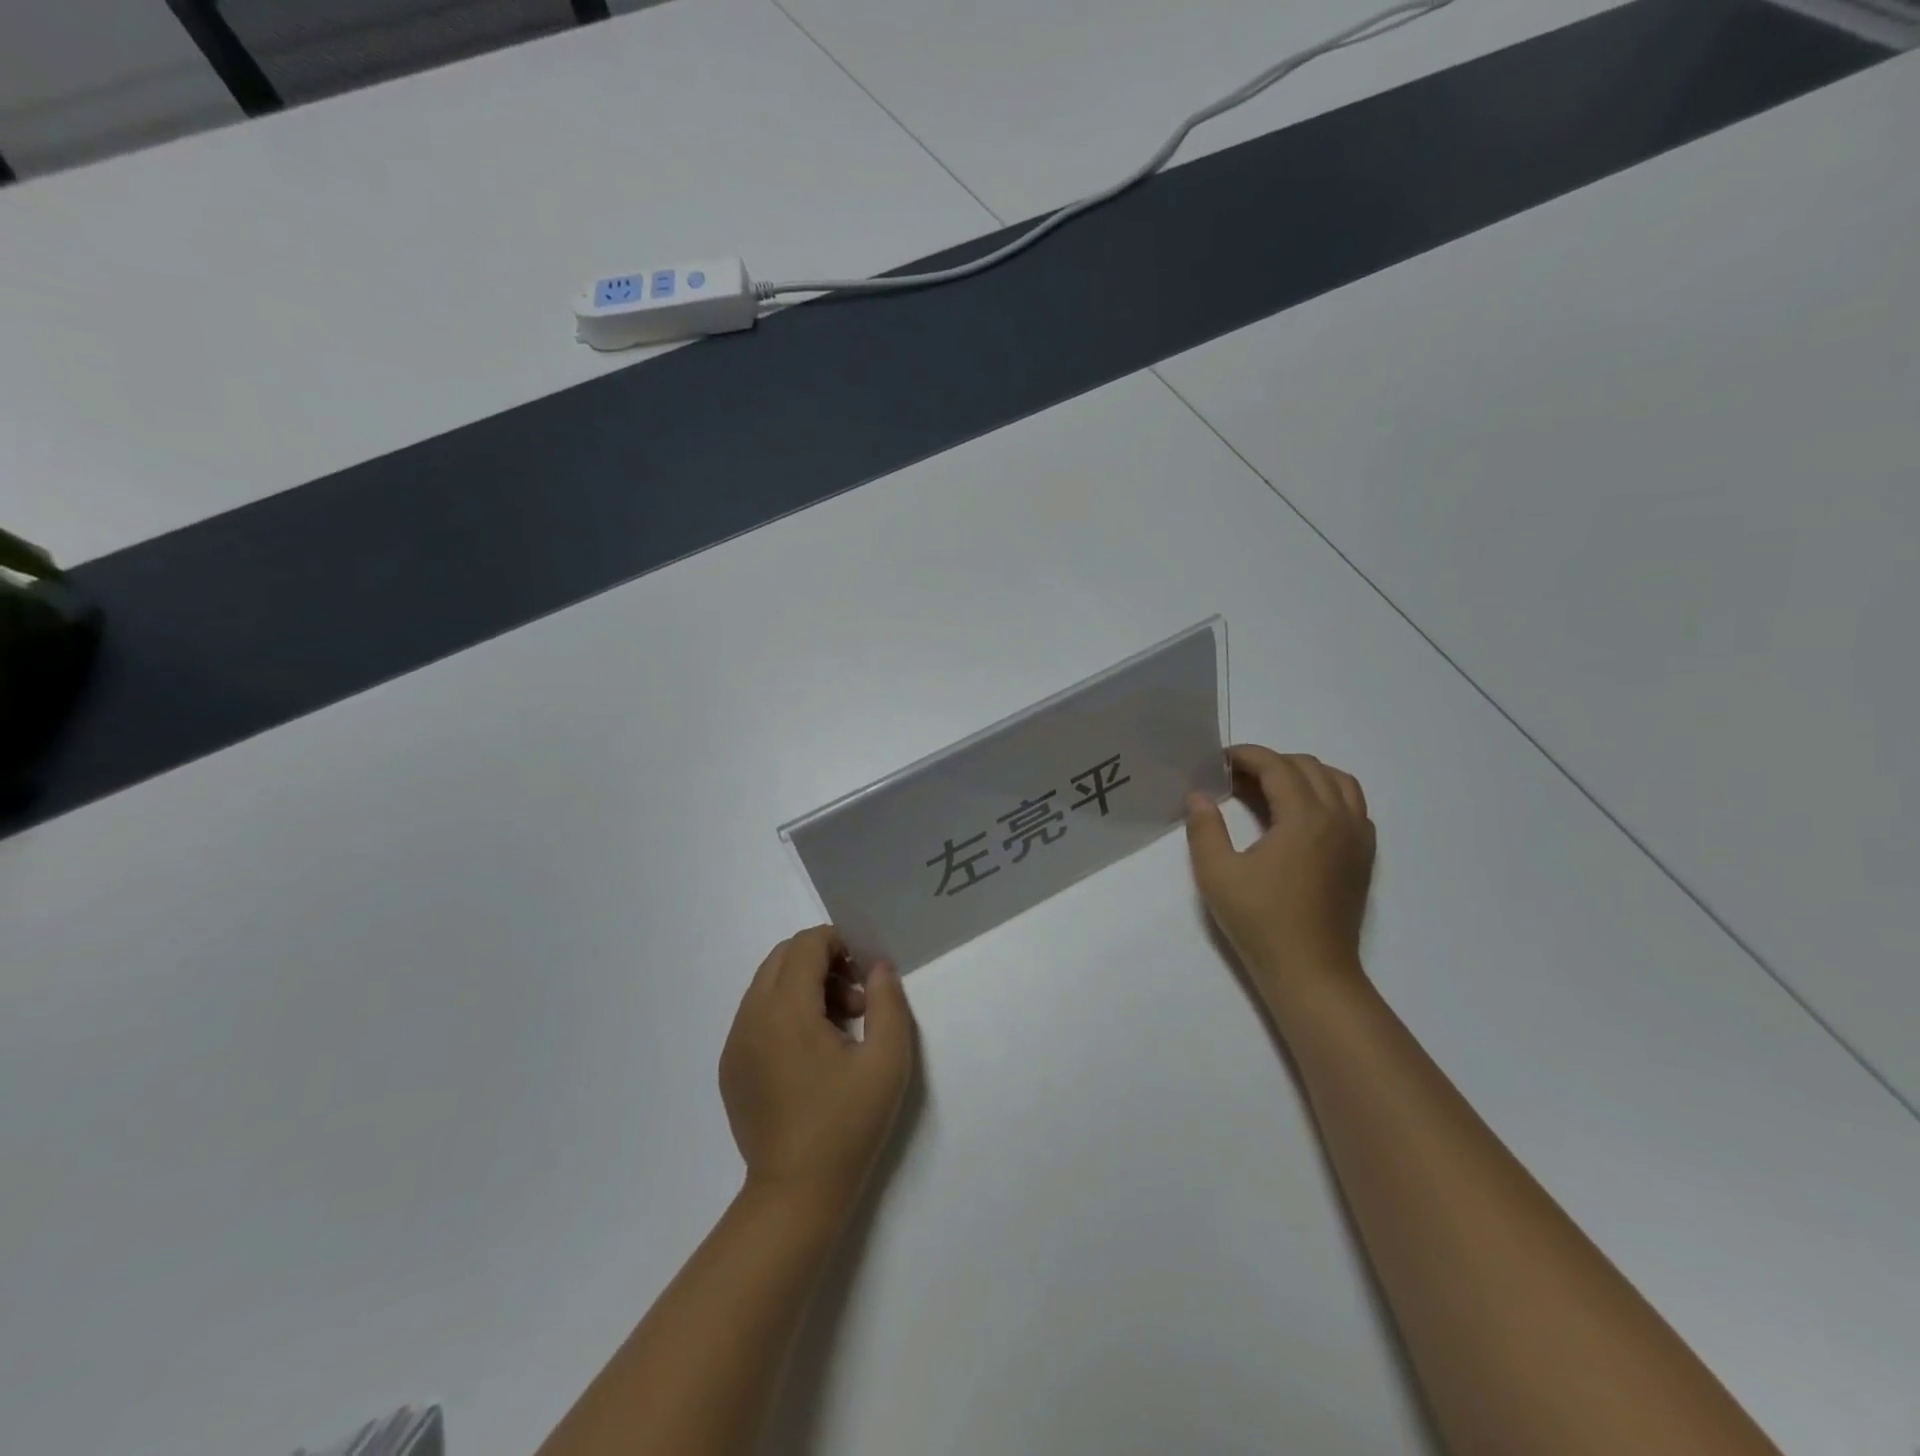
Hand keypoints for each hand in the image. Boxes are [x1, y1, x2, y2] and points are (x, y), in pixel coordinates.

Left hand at [718, 926, 915, 1218]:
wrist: (795, 1194)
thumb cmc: (847, 1125)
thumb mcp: (887, 1061)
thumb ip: (888, 1002)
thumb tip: (878, 967)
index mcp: (786, 1010)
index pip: (806, 944)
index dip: (839, 943)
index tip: (865, 974)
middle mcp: (751, 1017)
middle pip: (782, 957)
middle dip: (822, 962)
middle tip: (855, 1001)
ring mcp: (734, 1043)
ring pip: (767, 984)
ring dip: (803, 986)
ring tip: (837, 1029)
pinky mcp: (730, 1066)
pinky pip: (756, 1014)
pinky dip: (784, 1012)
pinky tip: (810, 1054)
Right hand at [1184, 746, 1375, 1013]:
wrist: (1311, 971)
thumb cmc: (1261, 921)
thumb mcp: (1217, 873)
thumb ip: (1204, 828)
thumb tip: (1199, 795)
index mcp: (1305, 818)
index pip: (1277, 766)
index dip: (1247, 756)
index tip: (1219, 760)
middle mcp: (1339, 818)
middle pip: (1308, 767)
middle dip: (1270, 763)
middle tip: (1235, 779)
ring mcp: (1357, 838)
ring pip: (1338, 782)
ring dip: (1303, 775)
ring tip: (1270, 790)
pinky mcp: (1363, 857)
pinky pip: (1353, 807)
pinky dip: (1327, 796)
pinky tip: (1301, 817)